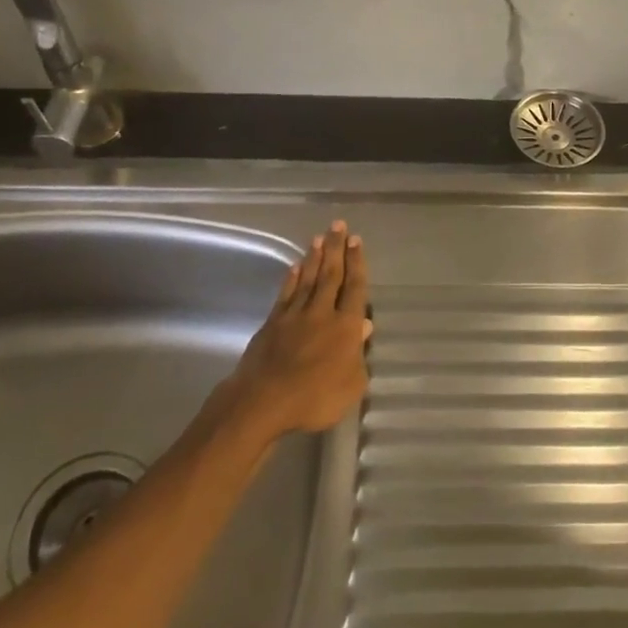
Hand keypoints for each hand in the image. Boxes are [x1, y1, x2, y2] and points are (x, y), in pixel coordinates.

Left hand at [226, 221, 371, 441]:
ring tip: (319, 238)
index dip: (356, 263)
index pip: (354, 287)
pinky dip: (291, 279)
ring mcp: (294, 315)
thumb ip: (358, 355)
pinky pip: (285, 294)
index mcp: (345, 326)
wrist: (263, 401)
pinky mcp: (272, 323)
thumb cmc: (315, 398)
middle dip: (336, 249)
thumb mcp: (351, 385)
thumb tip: (363, 326)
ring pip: (307, 279)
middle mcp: (321, 312)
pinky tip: (294, 267)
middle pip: (331, 275)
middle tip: (338, 226)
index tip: (356, 240)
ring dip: (314, 258)